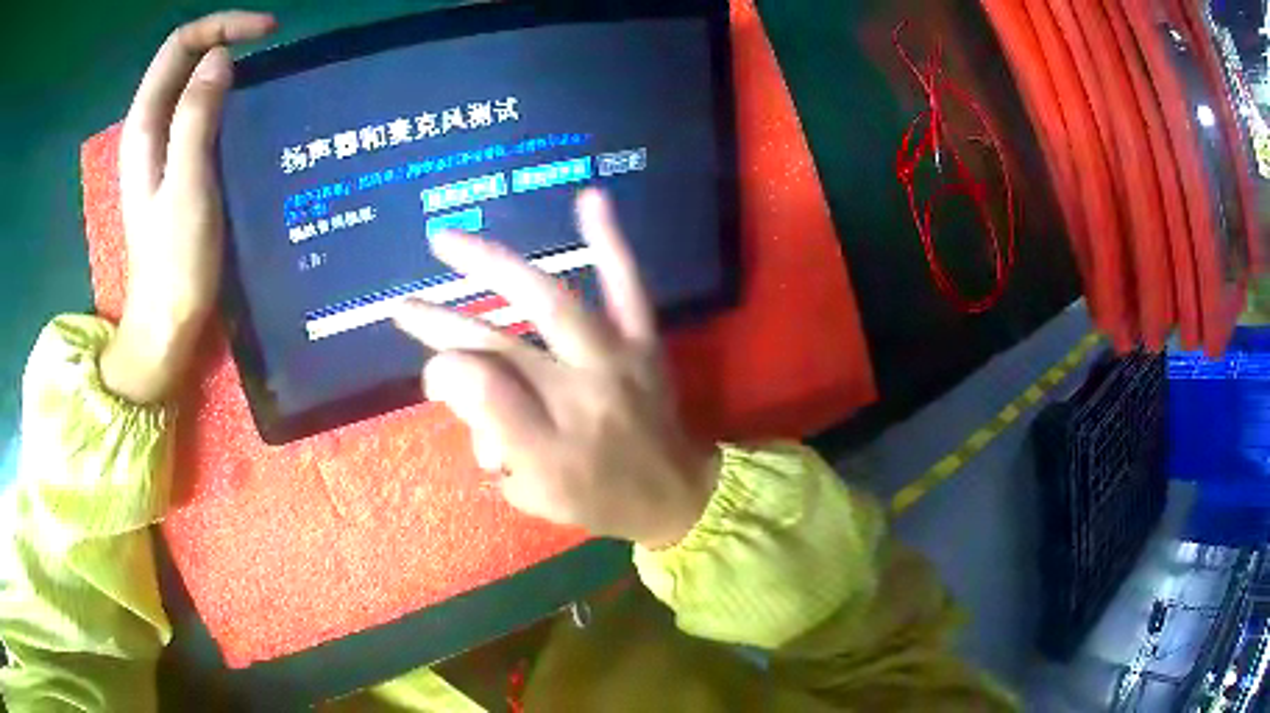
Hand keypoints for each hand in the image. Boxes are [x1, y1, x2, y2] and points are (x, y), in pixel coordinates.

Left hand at [101, 11, 275, 403]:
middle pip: (182, 58)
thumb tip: (220, 57)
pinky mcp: (174, 166)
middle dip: (225, 37)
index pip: (179, 46)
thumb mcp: (187, 186)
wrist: (165, 324)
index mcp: (144, 126)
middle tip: (270, 45)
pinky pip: (196, 111)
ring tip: (262, 71)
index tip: (267, 32)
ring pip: (189, 82)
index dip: (222, 26)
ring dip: (225, 66)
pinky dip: (222, 96)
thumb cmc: (175, 263)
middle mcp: (148, 128)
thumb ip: (196, 118)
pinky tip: (244, 108)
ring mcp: (160, 148)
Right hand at [394, 190, 717, 548]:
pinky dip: (609, 241)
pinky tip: (589, 198)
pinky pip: (628, 286)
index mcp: (552, 440)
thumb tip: (449, 377)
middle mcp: (580, 393)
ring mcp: (615, 358)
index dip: (445, 376)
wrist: (676, 495)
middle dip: (443, 322)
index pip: (478, 393)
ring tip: (447, 241)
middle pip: (500, 346)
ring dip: (494, 268)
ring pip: (551, 303)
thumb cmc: (599, 500)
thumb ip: (494, 437)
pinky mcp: (643, 340)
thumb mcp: (537, 494)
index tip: (434, 376)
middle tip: (401, 306)